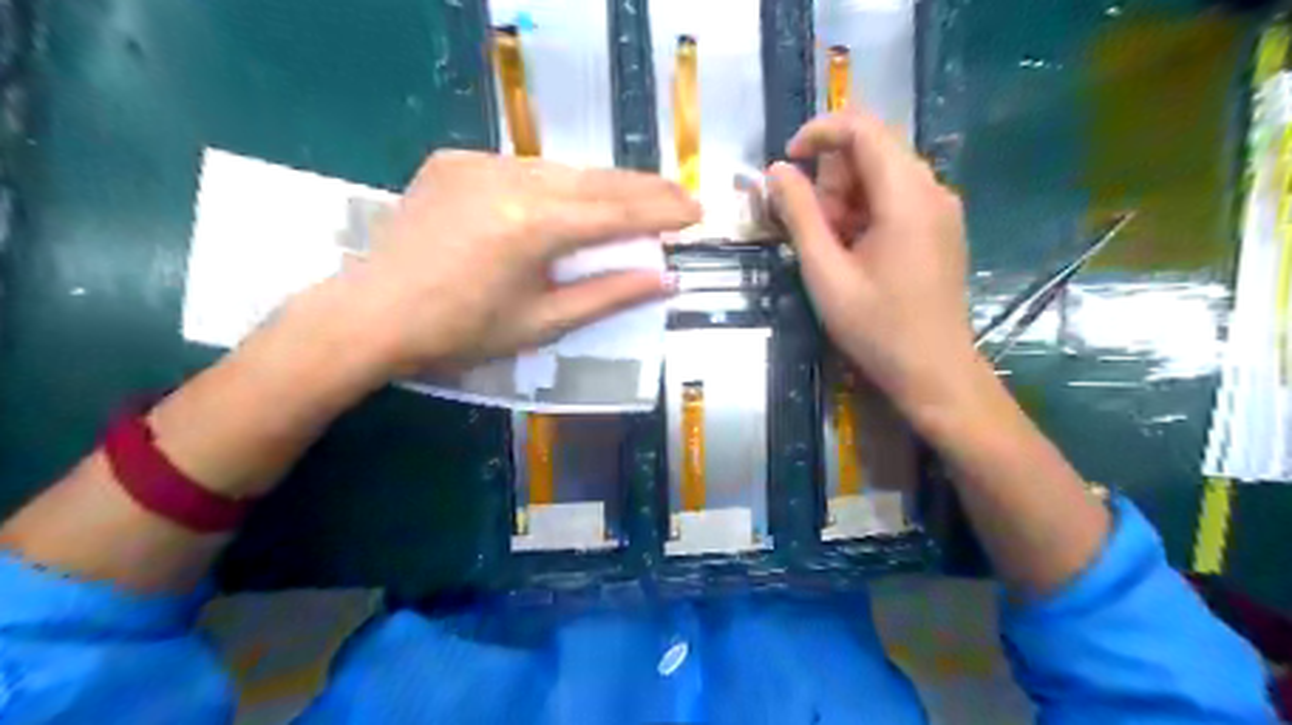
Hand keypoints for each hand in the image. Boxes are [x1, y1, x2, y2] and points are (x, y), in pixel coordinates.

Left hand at [344, 149, 697, 374]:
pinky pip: (522, 168)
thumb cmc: (461, 332)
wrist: (371, 315)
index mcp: (534, 225)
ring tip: (637, 198)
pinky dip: (555, 183)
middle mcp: (510, 179)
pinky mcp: (455, 161)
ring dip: (602, 185)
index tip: (697, 212)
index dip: (662, 211)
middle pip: (596, 180)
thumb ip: (608, 295)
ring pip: (561, 170)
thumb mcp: (543, 322)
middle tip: (682, 195)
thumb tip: (666, 280)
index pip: (617, 212)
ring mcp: (478, 163)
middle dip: (644, 189)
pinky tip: (568, 200)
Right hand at [766, 112, 978, 421]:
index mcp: (906, 195)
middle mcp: (932, 189)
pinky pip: (897, 199)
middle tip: (813, 231)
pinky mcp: (941, 228)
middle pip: (872, 151)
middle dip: (831, 179)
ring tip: (833, 250)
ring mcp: (942, 208)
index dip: (819, 132)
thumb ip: (799, 215)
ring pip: (882, 175)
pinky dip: (866, 214)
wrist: (934, 371)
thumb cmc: (876, 327)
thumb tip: (776, 171)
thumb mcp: (825, 272)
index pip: (863, 128)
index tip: (787, 162)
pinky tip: (856, 254)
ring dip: (846, 200)